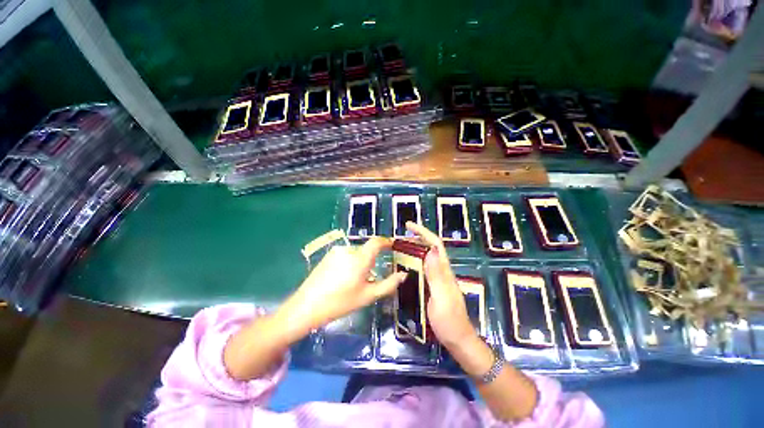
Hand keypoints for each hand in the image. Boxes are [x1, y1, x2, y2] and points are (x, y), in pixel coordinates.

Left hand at [277, 237, 405, 340]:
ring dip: (360, 262)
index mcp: (360, 259)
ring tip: (354, 281)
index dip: (386, 241)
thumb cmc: (341, 303)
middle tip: (371, 276)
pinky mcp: (328, 255)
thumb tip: (403, 275)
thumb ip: (388, 284)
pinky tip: (343, 278)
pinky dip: (350, 262)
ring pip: (356, 253)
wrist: (307, 306)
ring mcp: (336, 251)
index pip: (376, 242)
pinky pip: (345, 255)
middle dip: (372, 259)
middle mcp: (349, 250)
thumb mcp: (368, 296)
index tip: (392, 245)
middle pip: (366, 250)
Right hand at [405, 222, 478, 348]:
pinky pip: (423, 268)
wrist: (457, 340)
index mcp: (444, 271)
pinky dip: (414, 261)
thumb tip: (431, 251)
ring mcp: (438, 279)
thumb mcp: (441, 298)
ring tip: (399, 248)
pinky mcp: (434, 286)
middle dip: (417, 238)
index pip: (435, 244)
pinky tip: (405, 265)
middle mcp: (442, 271)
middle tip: (399, 237)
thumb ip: (436, 275)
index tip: (408, 226)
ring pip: (427, 257)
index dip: (423, 232)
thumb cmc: (449, 321)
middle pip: (431, 247)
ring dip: (415, 248)